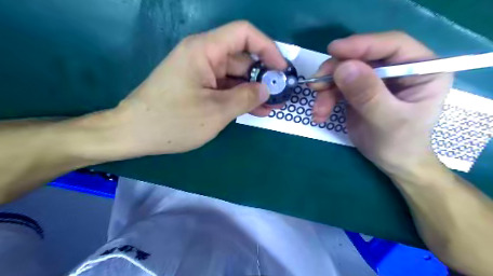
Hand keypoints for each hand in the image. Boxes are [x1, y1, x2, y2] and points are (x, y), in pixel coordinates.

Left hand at [109, 20, 284, 157]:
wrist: (134, 134)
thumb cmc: (173, 121)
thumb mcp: (216, 111)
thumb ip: (246, 97)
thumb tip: (266, 89)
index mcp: (204, 50)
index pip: (244, 34)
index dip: (268, 48)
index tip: (281, 70)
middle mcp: (203, 55)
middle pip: (242, 57)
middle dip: (263, 75)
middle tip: (280, 95)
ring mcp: (200, 72)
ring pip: (235, 75)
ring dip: (253, 90)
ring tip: (272, 106)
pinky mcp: (198, 86)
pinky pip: (225, 87)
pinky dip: (239, 97)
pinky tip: (255, 109)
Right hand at [309, 32, 451, 176]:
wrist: (392, 162)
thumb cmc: (400, 143)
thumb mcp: (388, 120)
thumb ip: (368, 95)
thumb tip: (343, 68)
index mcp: (421, 69)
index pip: (392, 46)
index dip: (362, 45)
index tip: (333, 50)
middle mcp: (398, 69)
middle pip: (361, 57)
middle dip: (336, 72)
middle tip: (316, 85)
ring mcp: (376, 80)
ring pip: (344, 73)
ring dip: (326, 91)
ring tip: (318, 111)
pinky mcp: (359, 90)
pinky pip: (337, 87)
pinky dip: (325, 99)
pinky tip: (320, 114)